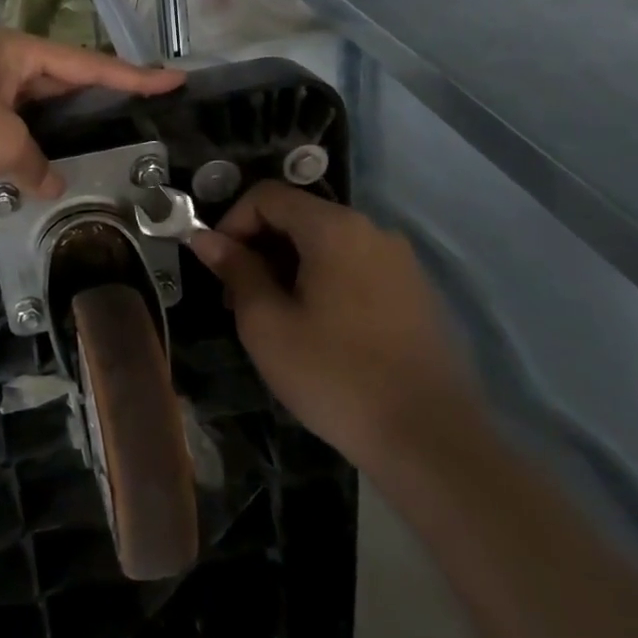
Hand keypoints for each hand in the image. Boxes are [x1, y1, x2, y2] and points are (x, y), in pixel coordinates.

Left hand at [0, 30, 182, 195]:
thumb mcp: (1, 143)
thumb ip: (34, 164)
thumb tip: (51, 184)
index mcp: (19, 52)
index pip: (89, 64)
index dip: (134, 75)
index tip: (174, 77)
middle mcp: (1, 61)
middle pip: (62, 78)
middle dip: (98, 95)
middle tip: (139, 109)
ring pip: (33, 103)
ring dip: (60, 123)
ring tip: (100, 138)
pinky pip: (9, 121)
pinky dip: (28, 139)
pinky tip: (43, 160)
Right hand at [189, 182, 478, 469]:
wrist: (432, 442)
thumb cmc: (337, 376)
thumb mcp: (267, 324)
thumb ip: (235, 271)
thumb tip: (205, 238)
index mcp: (335, 228)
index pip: (268, 195)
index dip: (232, 222)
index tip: (218, 267)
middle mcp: (372, 231)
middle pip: (299, 217)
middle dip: (259, 248)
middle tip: (238, 299)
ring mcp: (400, 262)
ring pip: (326, 244)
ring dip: (289, 267)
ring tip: (274, 319)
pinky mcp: (415, 293)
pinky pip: (354, 268)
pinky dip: (323, 282)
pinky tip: (317, 330)